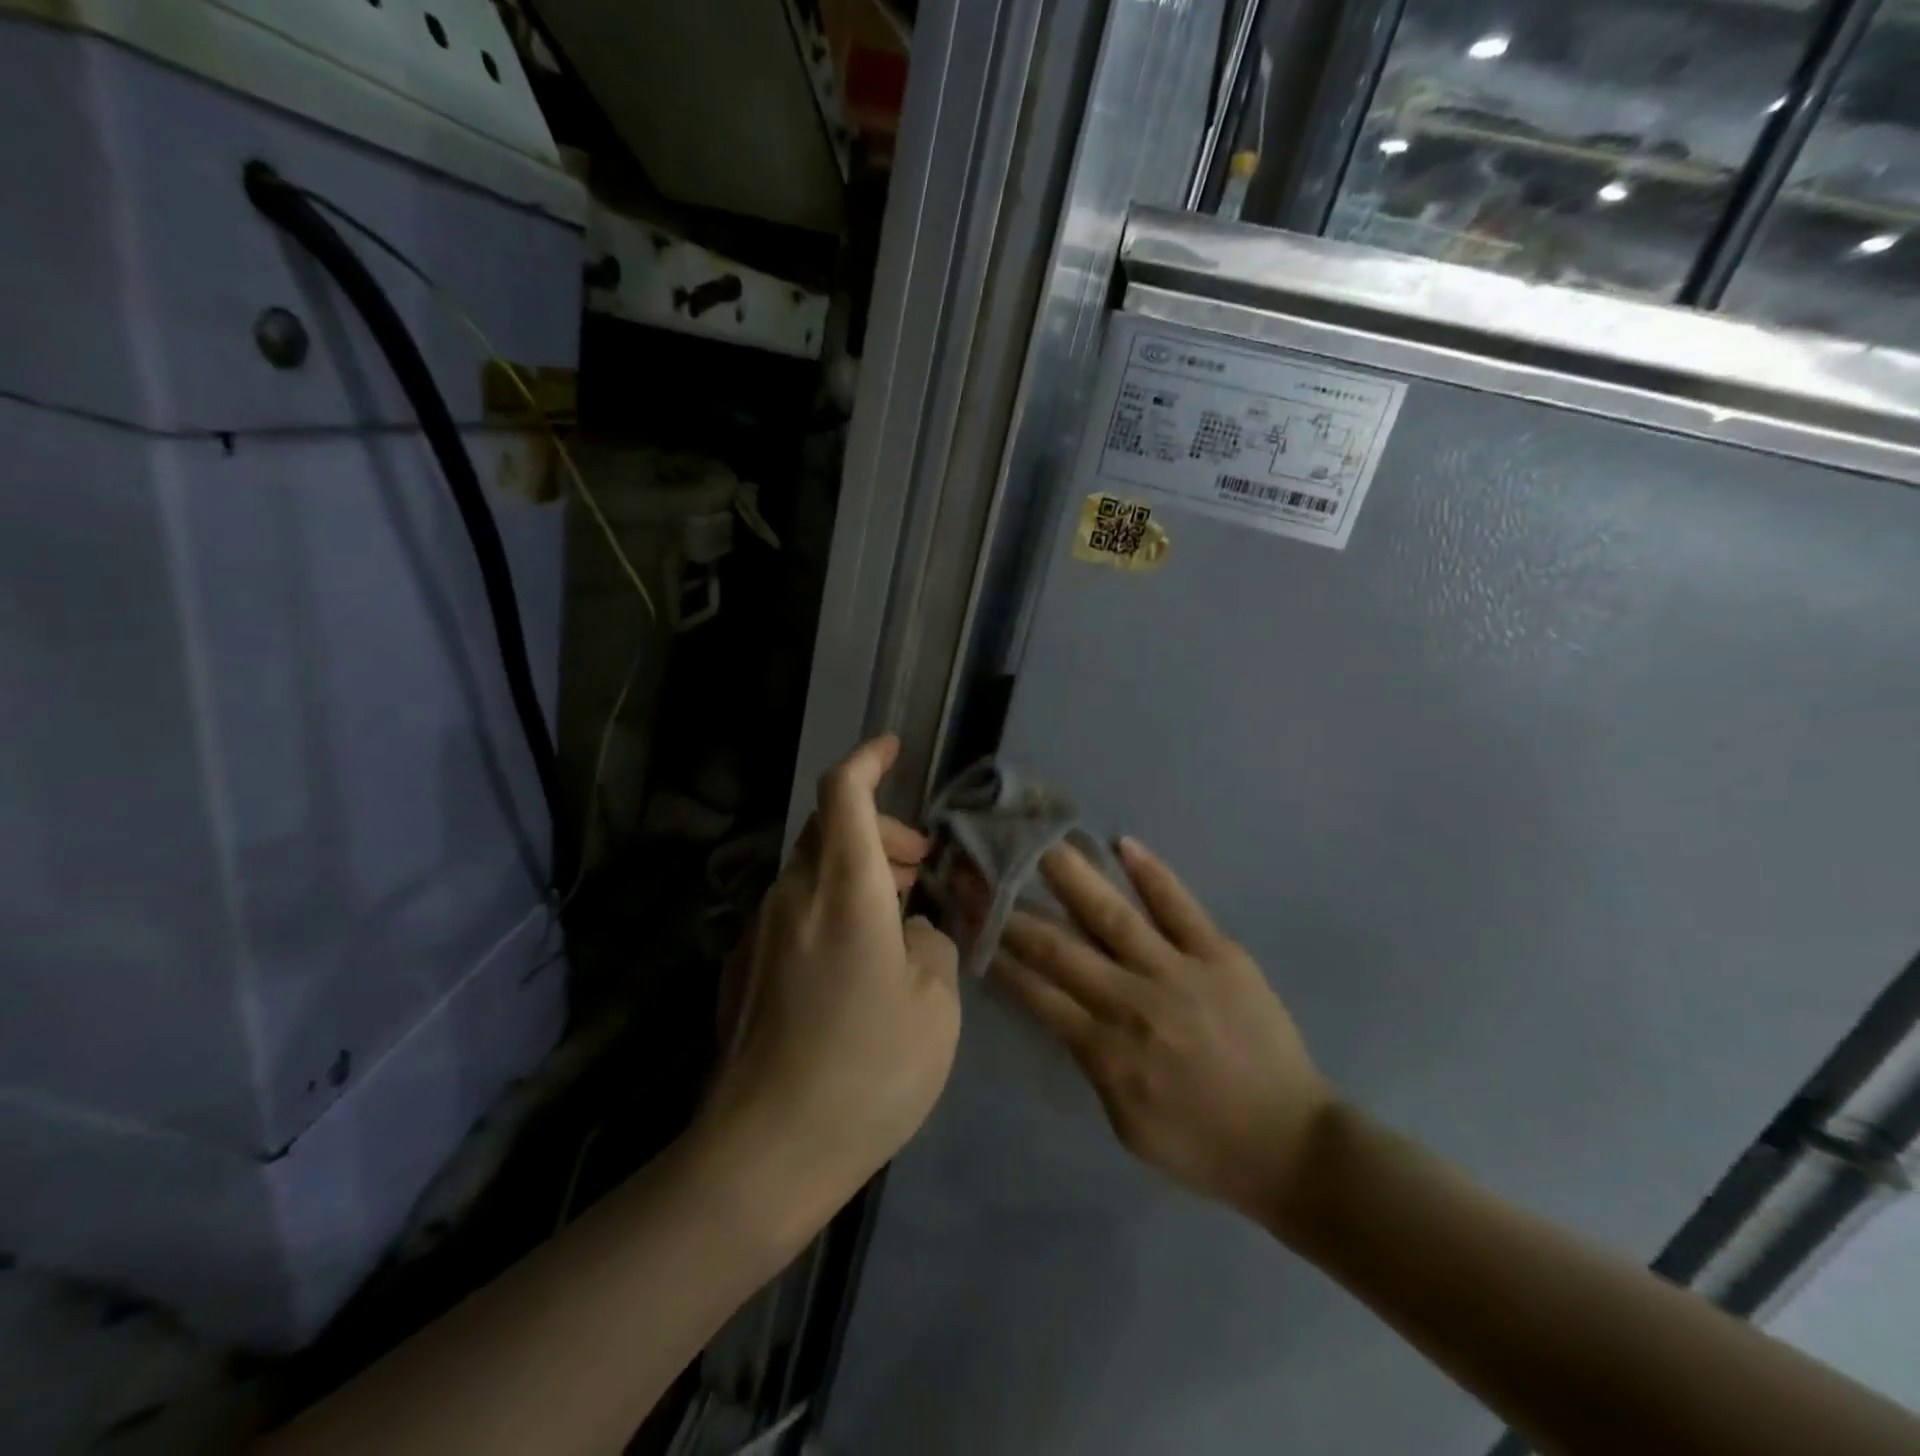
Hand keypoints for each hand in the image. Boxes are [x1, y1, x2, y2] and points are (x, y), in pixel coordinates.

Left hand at [702, 737, 961, 1241]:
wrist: (766, 1151)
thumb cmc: (868, 1070)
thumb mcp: (936, 1005)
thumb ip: (933, 945)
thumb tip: (914, 931)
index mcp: (844, 889)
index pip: (844, 793)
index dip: (868, 759)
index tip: (893, 748)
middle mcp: (794, 895)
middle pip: (829, 828)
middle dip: (881, 831)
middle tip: (922, 869)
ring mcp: (761, 931)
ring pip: (812, 869)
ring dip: (858, 870)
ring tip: (900, 912)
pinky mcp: (745, 966)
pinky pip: (795, 910)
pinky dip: (832, 906)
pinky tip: (858, 959)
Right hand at [998, 840, 1332, 1226]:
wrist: (1290, 1145)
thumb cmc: (1200, 1144)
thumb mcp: (1125, 1124)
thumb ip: (1089, 1062)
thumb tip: (1061, 1008)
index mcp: (1105, 1049)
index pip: (1035, 990)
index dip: (998, 951)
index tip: (971, 915)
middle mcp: (1131, 1001)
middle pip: (1059, 946)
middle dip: (1012, 907)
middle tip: (982, 867)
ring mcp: (1177, 972)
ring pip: (1112, 915)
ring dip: (1071, 875)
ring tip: (1040, 840)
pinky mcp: (1219, 954)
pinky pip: (1180, 906)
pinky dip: (1151, 873)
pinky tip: (1123, 843)